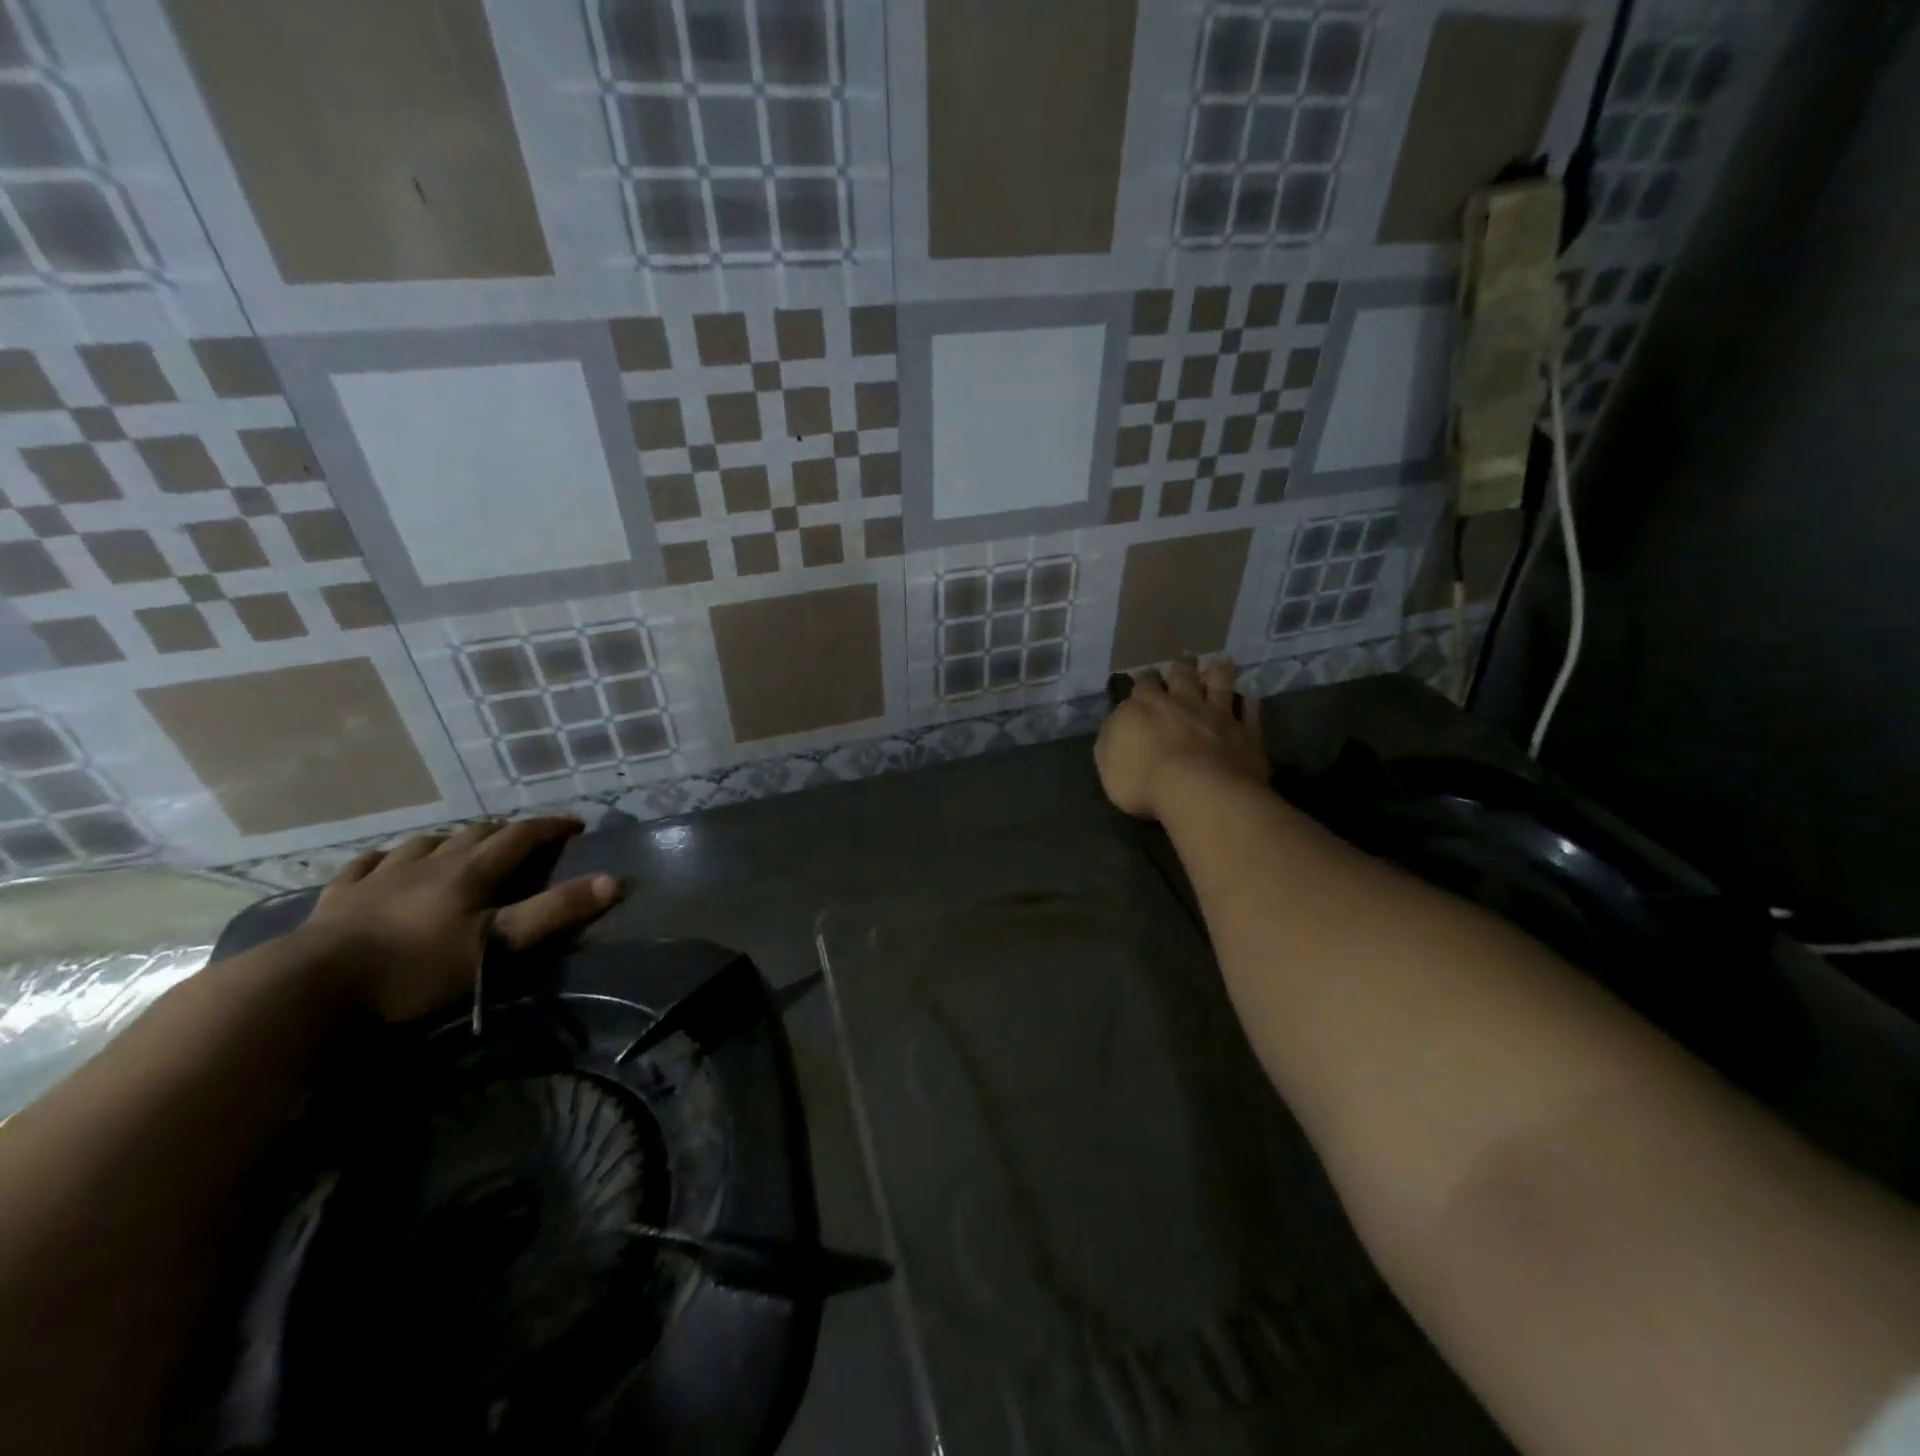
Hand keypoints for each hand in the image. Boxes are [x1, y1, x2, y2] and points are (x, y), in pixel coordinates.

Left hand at [300, 817, 620, 1021]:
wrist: (308, 986)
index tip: (576, 826)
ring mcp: (381, 877)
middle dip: (506, 831)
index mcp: (470, 871)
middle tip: (525, 840)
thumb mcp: (497, 946)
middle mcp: (430, 862)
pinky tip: (385, 861)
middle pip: (475, 833)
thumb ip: (553, 913)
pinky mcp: (339, 897)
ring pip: (424, 843)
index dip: (551, 827)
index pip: (521, 835)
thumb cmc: (414, 968)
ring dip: (450, 839)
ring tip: (461, 846)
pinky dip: (386, 858)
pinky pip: (366, 865)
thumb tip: (613, 881)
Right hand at [1096, 655, 1268, 820]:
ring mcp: (1217, 715)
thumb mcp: (1108, 763)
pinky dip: (1247, 703)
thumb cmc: (1144, 781)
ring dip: (1218, 671)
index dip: (1144, 679)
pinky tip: (1248, 698)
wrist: (1200, 793)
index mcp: (1145, 708)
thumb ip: (1112, 737)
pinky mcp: (1246, 732)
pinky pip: (1249, 711)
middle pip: (1182, 675)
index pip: (1142, 684)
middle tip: (1184, 660)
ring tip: (1218, 662)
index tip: (1145, 678)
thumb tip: (1117, 722)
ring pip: (1219, 683)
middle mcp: (1182, 703)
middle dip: (1181, 667)